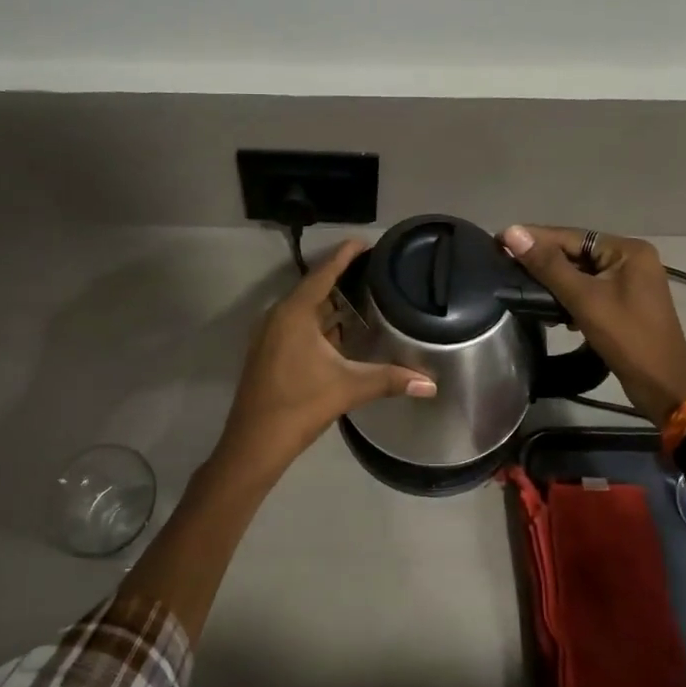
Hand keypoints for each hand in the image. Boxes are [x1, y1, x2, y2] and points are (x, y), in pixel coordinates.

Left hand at [214, 239, 436, 477]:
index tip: (366, 243)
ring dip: (331, 305)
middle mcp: (279, 317)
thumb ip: (390, 379)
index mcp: (294, 313)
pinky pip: (298, 327)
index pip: (323, 273)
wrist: (254, 443)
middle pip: (314, 289)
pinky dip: (321, 324)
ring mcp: (271, 336)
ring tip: (364, 298)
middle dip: (342, 280)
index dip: (344, 256)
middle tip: (375, 273)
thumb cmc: (299, 405)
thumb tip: (432, 384)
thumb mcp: (348, 387)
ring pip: (306, 311)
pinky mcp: (270, 353)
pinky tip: (342, 334)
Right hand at [502, 225, 685, 425]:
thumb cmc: (627, 338)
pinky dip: (568, 297)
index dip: (534, 238)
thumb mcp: (584, 298)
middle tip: (503, 264)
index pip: (571, 236)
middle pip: (576, 253)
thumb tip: (512, 232)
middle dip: (542, 261)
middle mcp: (631, 260)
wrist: (663, 386)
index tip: (498, 240)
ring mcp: (630, 283)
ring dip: (552, 281)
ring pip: (581, 273)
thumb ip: (547, 265)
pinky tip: (548, 309)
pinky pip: (589, 291)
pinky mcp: (624, 304)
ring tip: (519, 285)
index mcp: (627, 250)